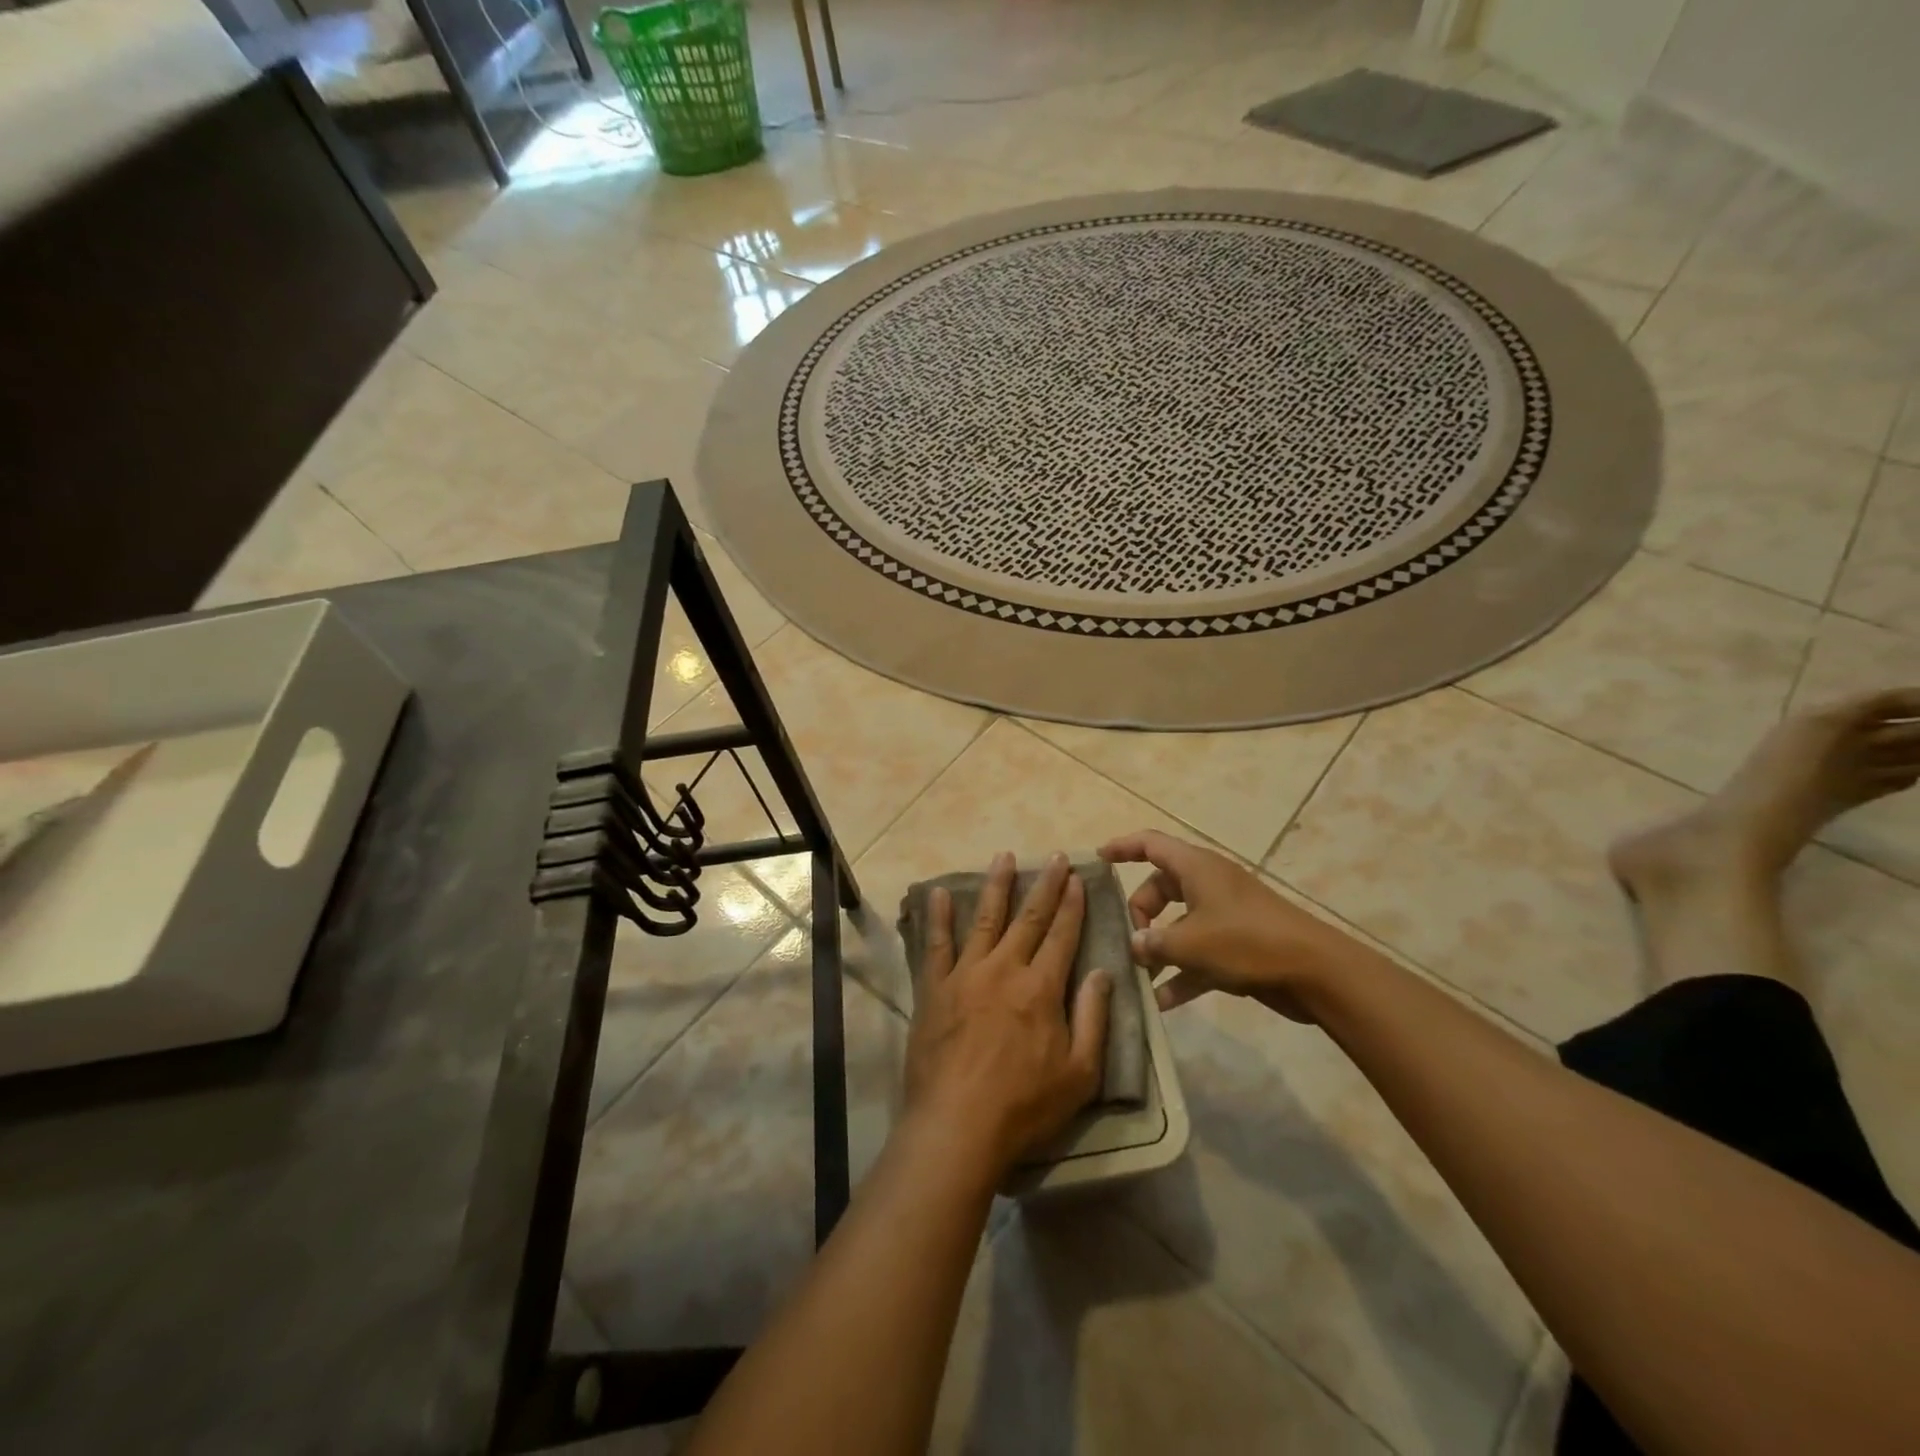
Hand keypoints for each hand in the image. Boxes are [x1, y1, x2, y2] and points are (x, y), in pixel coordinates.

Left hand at [904, 852, 1113, 1177]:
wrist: (957, 1126)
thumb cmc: (1025, 1106)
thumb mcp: (1080, 1073)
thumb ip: (1093, 1018)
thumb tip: (1104, 972)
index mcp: (1041, 988)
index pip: (1061, 935)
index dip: (1071, 904)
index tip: (1076, 877)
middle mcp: (1004, 970)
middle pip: (1028, 918)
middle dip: (1043, 885)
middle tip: (1052, 856)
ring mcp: (965, 975)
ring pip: (984, 920)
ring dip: (996, 886)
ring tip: (1003, 856)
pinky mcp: (934, 989)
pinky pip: (936, 945)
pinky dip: (938, 917)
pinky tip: (938, 893)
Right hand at [1099, 829, 1363, 1022]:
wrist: (1316, 973)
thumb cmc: (1247, 942)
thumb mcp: (1191, 943)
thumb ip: (1154, 943)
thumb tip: (1134, 945)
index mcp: (1196, 868)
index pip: (1150, 844)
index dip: (1122, 847)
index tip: (1098, 859)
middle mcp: (1208, 885)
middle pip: (1160, 888)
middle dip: (1139, 913)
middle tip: (1128, 942)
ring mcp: (1224, 916)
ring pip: (1178, 924)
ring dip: (1158, 949)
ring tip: (1137, 976)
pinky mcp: (1237, 946)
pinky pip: (1198, 954)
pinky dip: (1181, 973)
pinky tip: (1162, 1003)